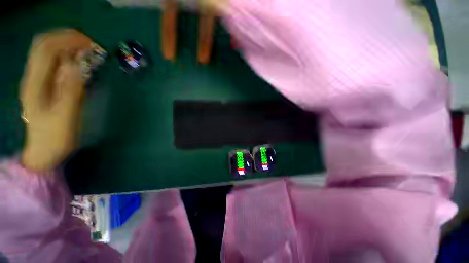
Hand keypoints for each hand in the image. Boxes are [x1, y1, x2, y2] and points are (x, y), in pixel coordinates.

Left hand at [20, 29, 91, 171]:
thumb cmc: (55, 137)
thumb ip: (71, 90)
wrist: (43, 150)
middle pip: (44, 44)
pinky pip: (52, 63)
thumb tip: (76, 65)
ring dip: (66, 46)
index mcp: (35, 83)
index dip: (67, 40)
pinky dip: (66, 57)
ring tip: (86, 51)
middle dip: (66, 38)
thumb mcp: (65, 116)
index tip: (90, 44)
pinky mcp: (43, 85)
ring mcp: (37, 80)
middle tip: (89, 45)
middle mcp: (33, 77)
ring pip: (47, 51)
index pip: (47, 48)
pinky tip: (78, 63)